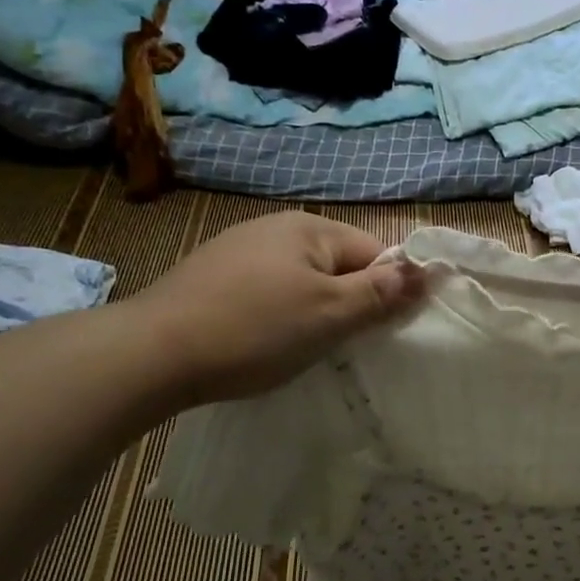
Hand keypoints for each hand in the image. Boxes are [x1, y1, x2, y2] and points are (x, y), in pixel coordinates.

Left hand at [125, 211, 423, 404]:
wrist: (151, 353)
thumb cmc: (254, 330)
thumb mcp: (330, 314)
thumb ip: (381, 292)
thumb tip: (428, 270)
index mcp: (308, 227)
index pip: (373, 252)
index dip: (384, 291)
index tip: (376, 332)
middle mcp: (274, 227)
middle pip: (337, 265)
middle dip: (347, 302)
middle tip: (338, 345)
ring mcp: (237, 249)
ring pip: (301, 280)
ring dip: (312, 311)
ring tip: (298, 347)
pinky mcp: (211, 275)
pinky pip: (266, 290)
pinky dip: (275, 314)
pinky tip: (260, 340)